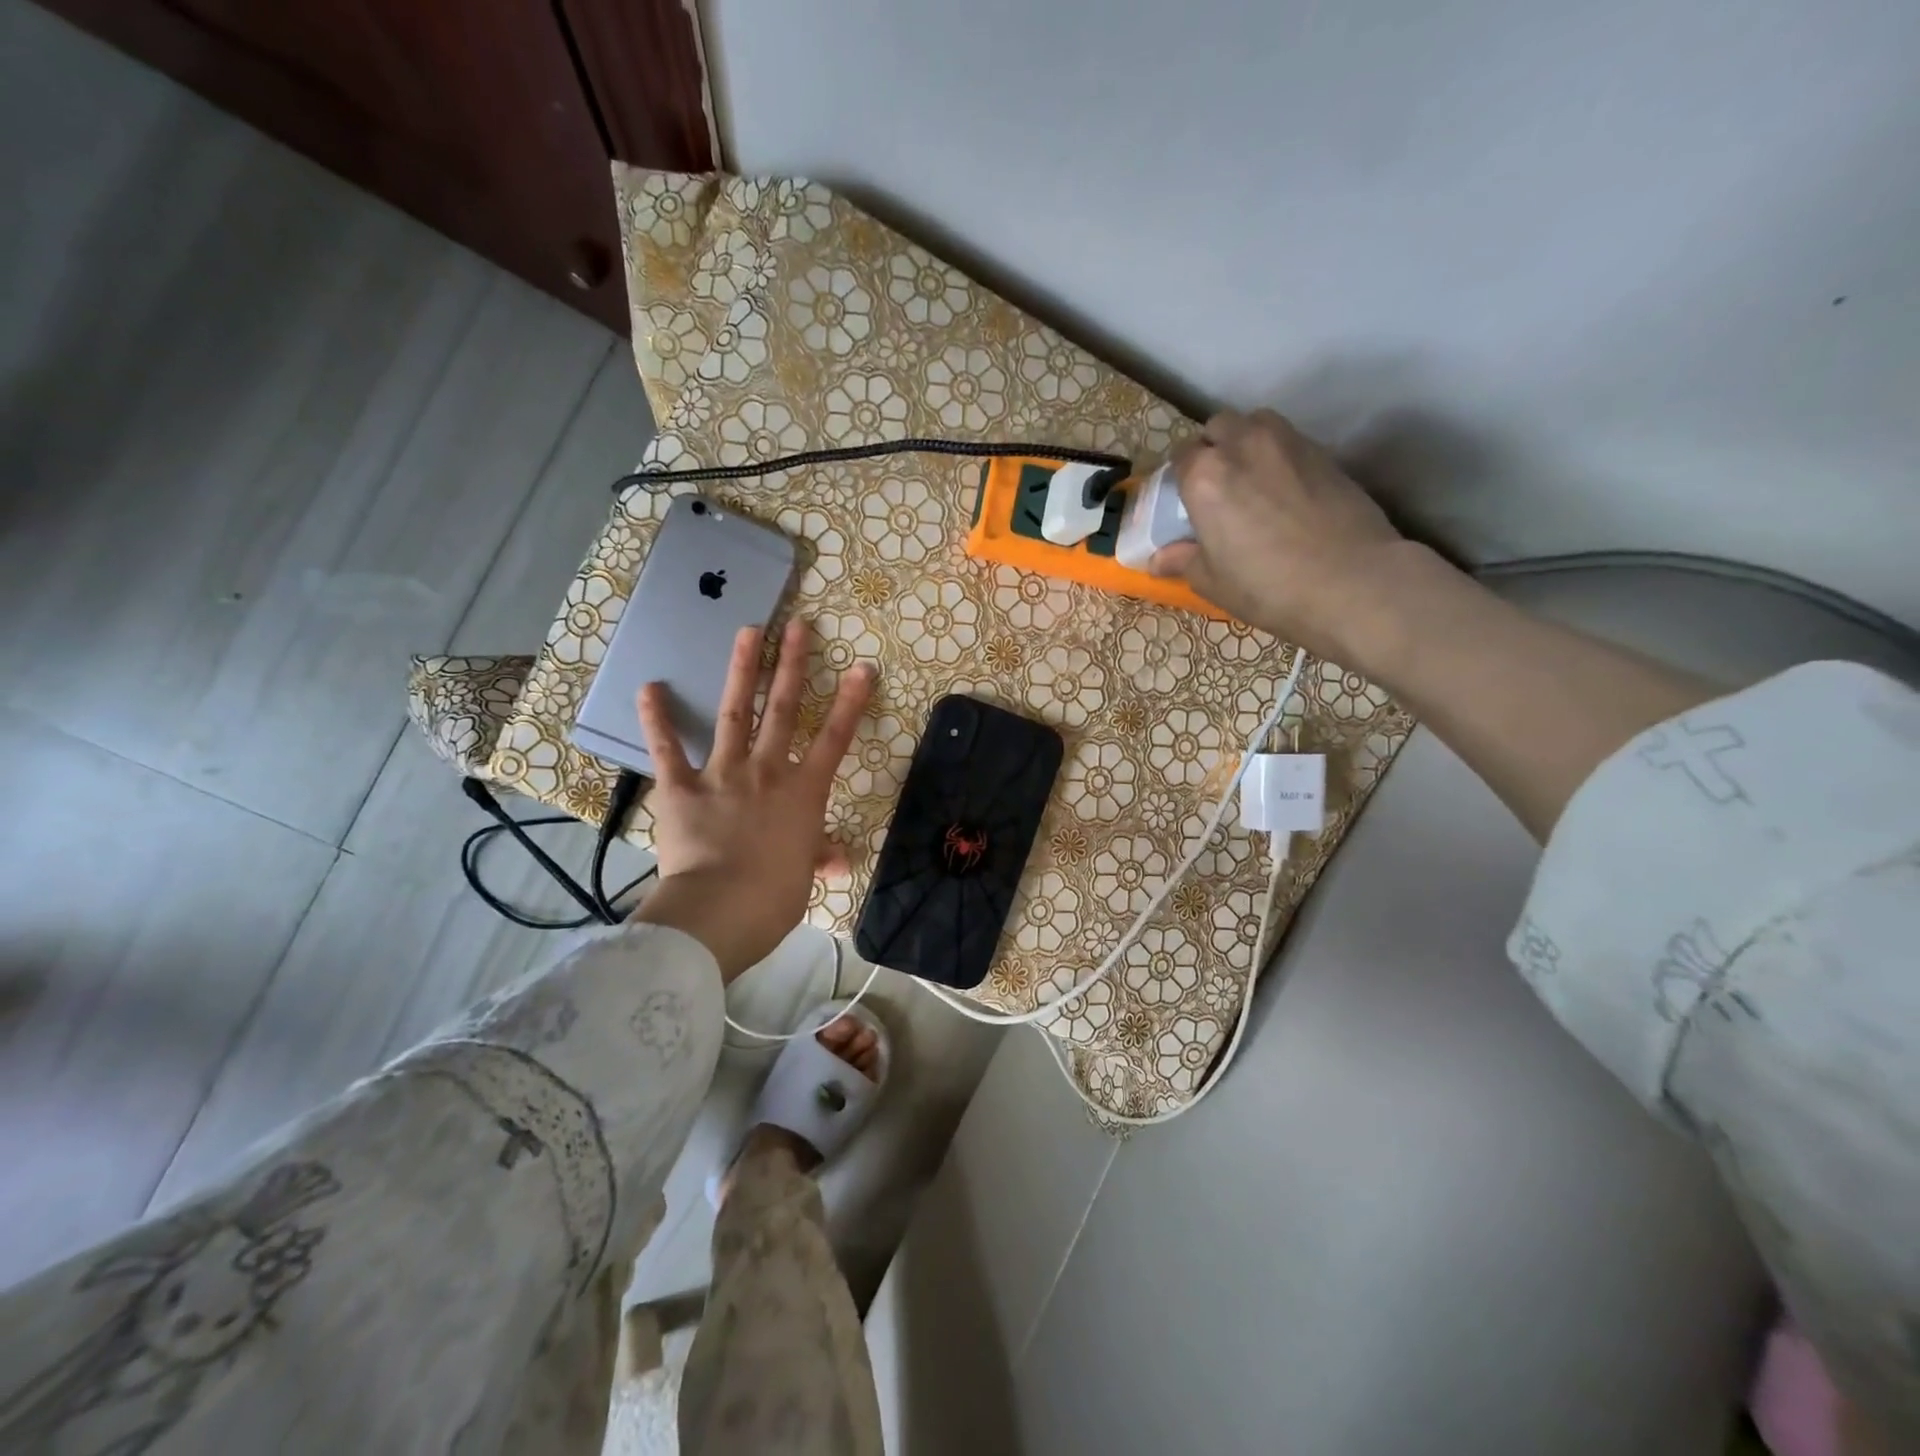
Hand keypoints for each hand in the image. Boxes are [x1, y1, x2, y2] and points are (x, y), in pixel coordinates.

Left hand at [631, 618, 873, 979]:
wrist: (722, 910)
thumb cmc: (774, 896)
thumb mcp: (804, 876)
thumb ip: (818, 856)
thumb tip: (837, 861)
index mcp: (803, 792)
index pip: (834, 738)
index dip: (850, 702)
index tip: (862, 667)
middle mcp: (767, 771)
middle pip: (782, 710)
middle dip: (792, 665)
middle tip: (796, 626)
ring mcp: (723, 774)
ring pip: (734, 714)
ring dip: (741, 671)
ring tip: (747, 632)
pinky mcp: (681, 788)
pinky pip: (667, 750)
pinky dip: (657, 720)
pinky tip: (650, 687)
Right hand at [1148, 408, 1411, 657]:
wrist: (1353, 582)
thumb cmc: (1268, 587)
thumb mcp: (1213, 582)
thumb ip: (1182, 560)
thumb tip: (1158, 558)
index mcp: (1205, 475)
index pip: (1181, 457)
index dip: (1180, 478)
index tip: (1184, 502)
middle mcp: (1243, 445)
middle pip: (1218, 427)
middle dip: (1213, 449)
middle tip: (1217, 487)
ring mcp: (1288, 443)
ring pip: (1256, 424)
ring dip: (1246, 441)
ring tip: (1251, 479)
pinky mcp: (1324, 452)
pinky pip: (1289, 441)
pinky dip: (1279, 456)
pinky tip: (1285, 490)